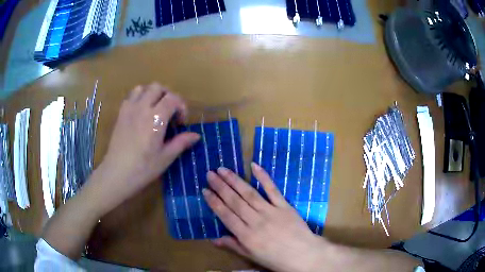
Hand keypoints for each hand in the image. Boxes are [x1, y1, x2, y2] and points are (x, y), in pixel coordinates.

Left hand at [95, 83, 199, 213]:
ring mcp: (129, 109)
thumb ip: (181, 142)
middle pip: (158, 87)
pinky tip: (140, 113)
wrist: (117, 173)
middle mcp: (142, 108)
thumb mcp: (166, 157)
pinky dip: (139, 98)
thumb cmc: (143, 168)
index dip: (181, 106)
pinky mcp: (120, 114)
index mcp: (156, 118)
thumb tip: (196, 135)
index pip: (173, 98)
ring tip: (155, 109)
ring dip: (152, 94)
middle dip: (168, 96)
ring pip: (142, 88)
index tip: (181, 122)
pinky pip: (130, 97)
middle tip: (170, 112)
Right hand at [203, 163, 327, 271]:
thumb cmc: (276, 259)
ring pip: (249, 193)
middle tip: (210, 173)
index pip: (226, 215)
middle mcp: (256, 221)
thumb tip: (213, 239)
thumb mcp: (252, 257)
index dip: (214, 202)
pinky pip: (273, 190)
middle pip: (235, 201)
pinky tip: (254, 166)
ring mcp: (271, 212)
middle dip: (220, 186)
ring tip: (223, 169)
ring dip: (235, 180)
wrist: (304, 255)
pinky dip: (263, 177)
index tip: (205, 190)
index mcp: (246, 236)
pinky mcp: (284, 206)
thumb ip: (233, 246)